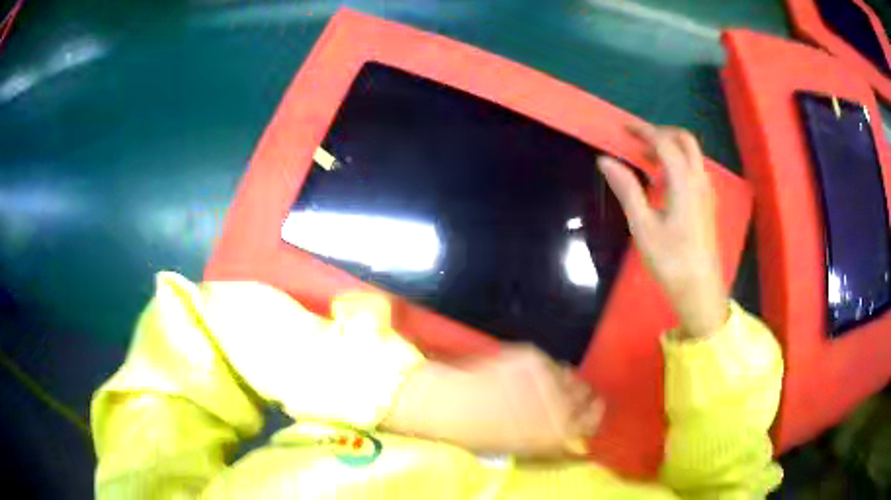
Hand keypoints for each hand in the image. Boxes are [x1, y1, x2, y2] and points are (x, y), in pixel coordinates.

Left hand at [383, 345, 603, 456]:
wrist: (451, 405)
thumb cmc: (481, 435)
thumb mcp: (523, 446)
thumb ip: (553, 437)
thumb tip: (569, 429)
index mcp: (560, 431)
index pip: (594, 419)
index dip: (592, 414)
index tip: (589, 411)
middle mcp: (563, 402)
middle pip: (587, 394)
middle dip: (578, 396)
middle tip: (563, 398)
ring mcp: (549, 376)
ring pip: (570, 375)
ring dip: (561, 381)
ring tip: (541, 385)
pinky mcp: (534, 356)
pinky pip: (549, 363)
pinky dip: (542, 369)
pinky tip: (522, 376)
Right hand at [598, 123, 728, 338]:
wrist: (700, 290)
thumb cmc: (670, 260)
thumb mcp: (643, 225)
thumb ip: (627, 188)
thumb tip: (605, 160)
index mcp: (684, 182)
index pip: (664, 143)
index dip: (643, 131)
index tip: (624, 128)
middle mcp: (699, 180)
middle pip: (685, 141)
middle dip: (661, 133)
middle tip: (639, 140)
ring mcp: (707, 192)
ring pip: (692, 155)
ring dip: (670, 149)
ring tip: (646, 161)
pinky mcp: (707, 204)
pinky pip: (694, 171)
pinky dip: (678, 164)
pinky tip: (663, 183)